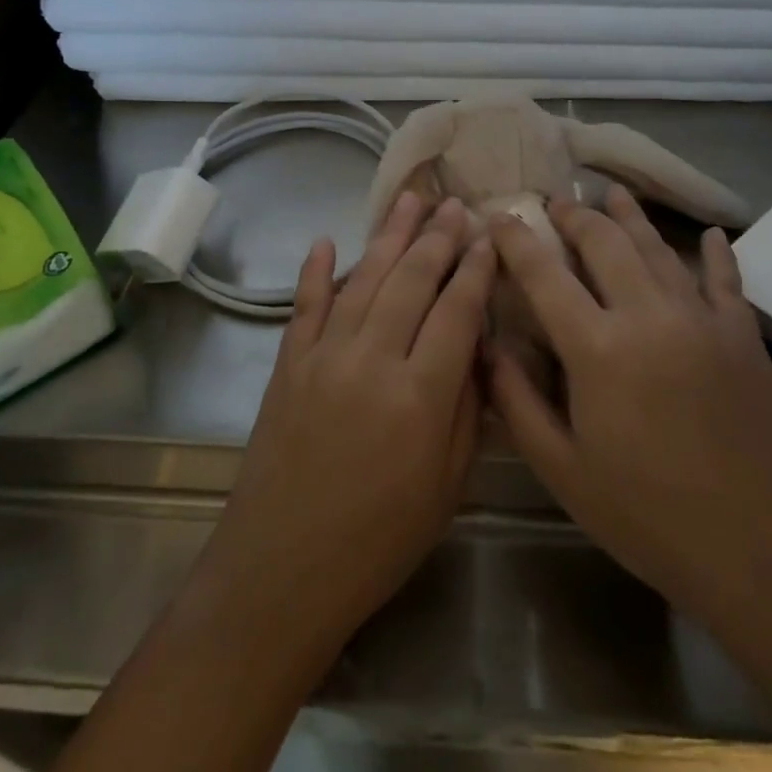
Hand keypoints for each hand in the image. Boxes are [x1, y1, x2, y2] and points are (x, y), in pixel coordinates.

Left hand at [198, 193, 493, 652]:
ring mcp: (323, 357)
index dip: (476, 269)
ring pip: (363, 280)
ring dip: (389, 237)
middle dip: (437, 238)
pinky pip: (304, 306)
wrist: (281, 569)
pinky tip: (328, 241)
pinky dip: (315, 271)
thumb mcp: (446, 487)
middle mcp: (371, 360)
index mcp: (420, 395)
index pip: (456, 311)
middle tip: (455, 203)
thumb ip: (465, 410)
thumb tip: (475, 348)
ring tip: (410, 201)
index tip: (490, 235)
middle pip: (411, 281)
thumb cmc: (378, 542)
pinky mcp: (287, 365)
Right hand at [488, 187, 771, 628]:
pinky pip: (725, 279)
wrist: (760, 549)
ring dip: (629, 217)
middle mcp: (647, 315)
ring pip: (658, 248)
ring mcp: (702, 319)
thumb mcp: (561, 468)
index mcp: (596, 347)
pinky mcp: (743, 335)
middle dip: (574, 216)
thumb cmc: (646, 514)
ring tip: (611, 193)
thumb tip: (487, 344)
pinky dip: (714, 252)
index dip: (516, 240)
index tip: (498, 217)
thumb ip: (517, 399)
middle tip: (555, 203)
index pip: (544, 274)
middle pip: (604, 243)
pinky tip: (710, 233)